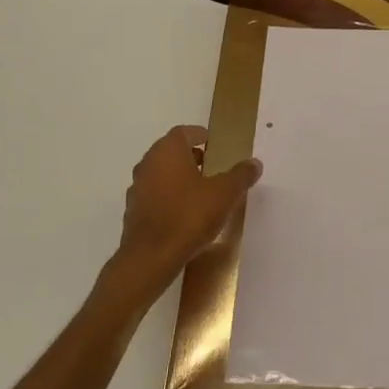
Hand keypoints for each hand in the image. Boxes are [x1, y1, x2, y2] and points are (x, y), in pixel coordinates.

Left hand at [116, 125, 261, 280]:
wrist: (151, 256)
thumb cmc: (189, 215)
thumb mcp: (224, 194)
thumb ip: (240, 176)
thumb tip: (254, 163)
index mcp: (168, 151)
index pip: (183, 132)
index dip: (199, 135)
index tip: (214, 145)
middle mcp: (148, 163)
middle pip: (171, 152)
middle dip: (191, 157)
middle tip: (212, 168)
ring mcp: (137, 188)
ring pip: (161, 174)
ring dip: (179, 178)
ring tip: (202, 193)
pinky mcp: (133, 211)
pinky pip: (155, 195)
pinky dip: (169, 197)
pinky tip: (185, 214)